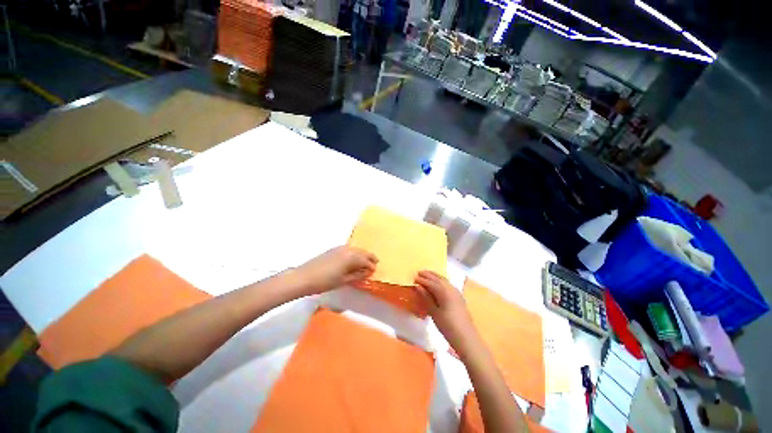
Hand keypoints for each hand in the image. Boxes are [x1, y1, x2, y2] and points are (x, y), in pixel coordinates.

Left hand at [293, 246, 377, 296]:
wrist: (304, 277)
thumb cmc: (325, 281)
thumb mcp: (344, 281)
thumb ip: (358, 275)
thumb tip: (368, 272)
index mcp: (352, 257)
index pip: (366, 260)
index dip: (371, 266)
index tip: (374, 271)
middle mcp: (348, 249)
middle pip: (363, 252)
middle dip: (369, 258)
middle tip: (374, 263)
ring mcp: (340, 248)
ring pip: (356, 249)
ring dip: (362, 255)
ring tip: (364, 262)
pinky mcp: (333, 249)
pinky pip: (349, 249)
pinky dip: (354, 253)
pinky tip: (352, 259)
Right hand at [415, 271, 481, 359]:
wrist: (466, 337)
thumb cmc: (448, 326)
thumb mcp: (434, 312)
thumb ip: (426, 298)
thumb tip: (418, 287)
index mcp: (444, 292)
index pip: (431, 283)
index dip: (422, 280)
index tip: (414, 278)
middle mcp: (450, 288)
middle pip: (438, 278)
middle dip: (429, 275)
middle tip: (419, 272)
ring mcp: (456, 292)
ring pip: (444, 280)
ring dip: (435, 276)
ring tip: (427, 274)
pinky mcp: (459, 296)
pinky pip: (448, 284)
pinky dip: (442, 280)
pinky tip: (439, 282)